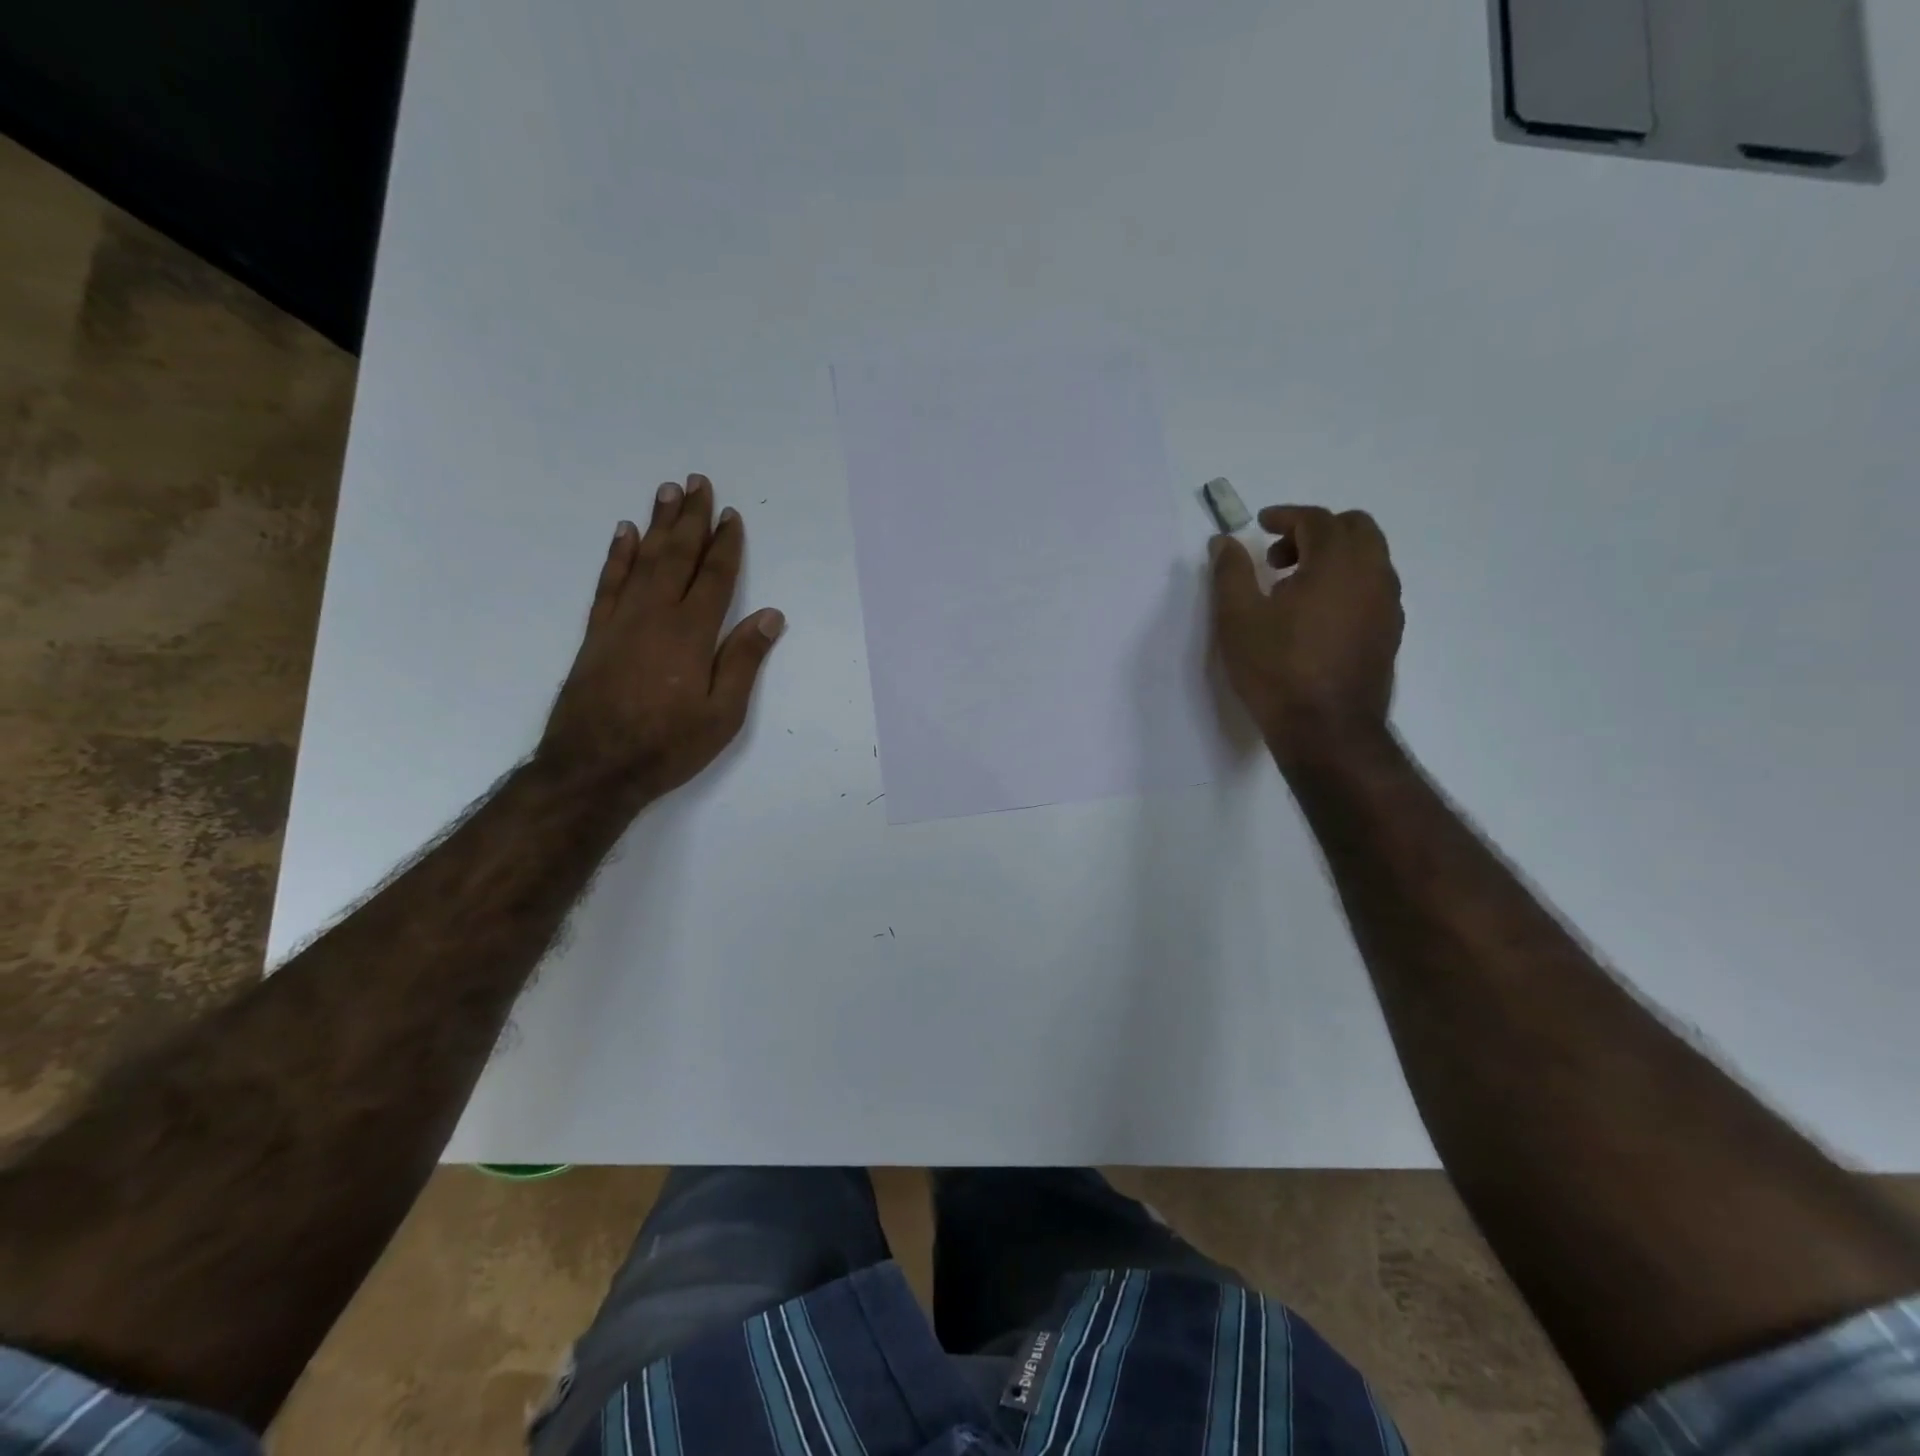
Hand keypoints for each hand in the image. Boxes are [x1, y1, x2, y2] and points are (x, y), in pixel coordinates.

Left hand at [539, 474, 784, 797]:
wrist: (594, 767)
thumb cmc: (668, 745)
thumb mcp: (722, 714)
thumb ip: (743, 660)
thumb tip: (770, 615)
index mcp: (692, 633)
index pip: (715, 578)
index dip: (726, 545)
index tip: (732, 515)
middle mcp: (656, 615)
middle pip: (678, 556)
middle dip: (691, 519)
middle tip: (698, 482)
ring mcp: (621, 620)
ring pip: (644, 560)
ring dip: (658, 524)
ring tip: (667, 491)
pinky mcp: (597, 633)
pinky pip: (609, 582)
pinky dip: (618, 555)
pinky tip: (625, 533)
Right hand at [1209, 505, 1402, 763]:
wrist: (1326, 730)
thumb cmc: (1277, 670)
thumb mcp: (1237, 619)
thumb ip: (1230, 573)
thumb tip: (1225, 542)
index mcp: (1337, 563)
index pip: (1317, 520)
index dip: (1286, 516)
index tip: (1260, 525)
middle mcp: (1373, 574)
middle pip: (1355, 528)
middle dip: (1315, 531)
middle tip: (1277, 557)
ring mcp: (1387, 605)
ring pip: (1368, 558)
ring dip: (1333, 557)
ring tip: (1293, 587)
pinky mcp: (1389, 632)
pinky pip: (1372, 587)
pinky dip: (1346, 582)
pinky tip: (1316, 615)